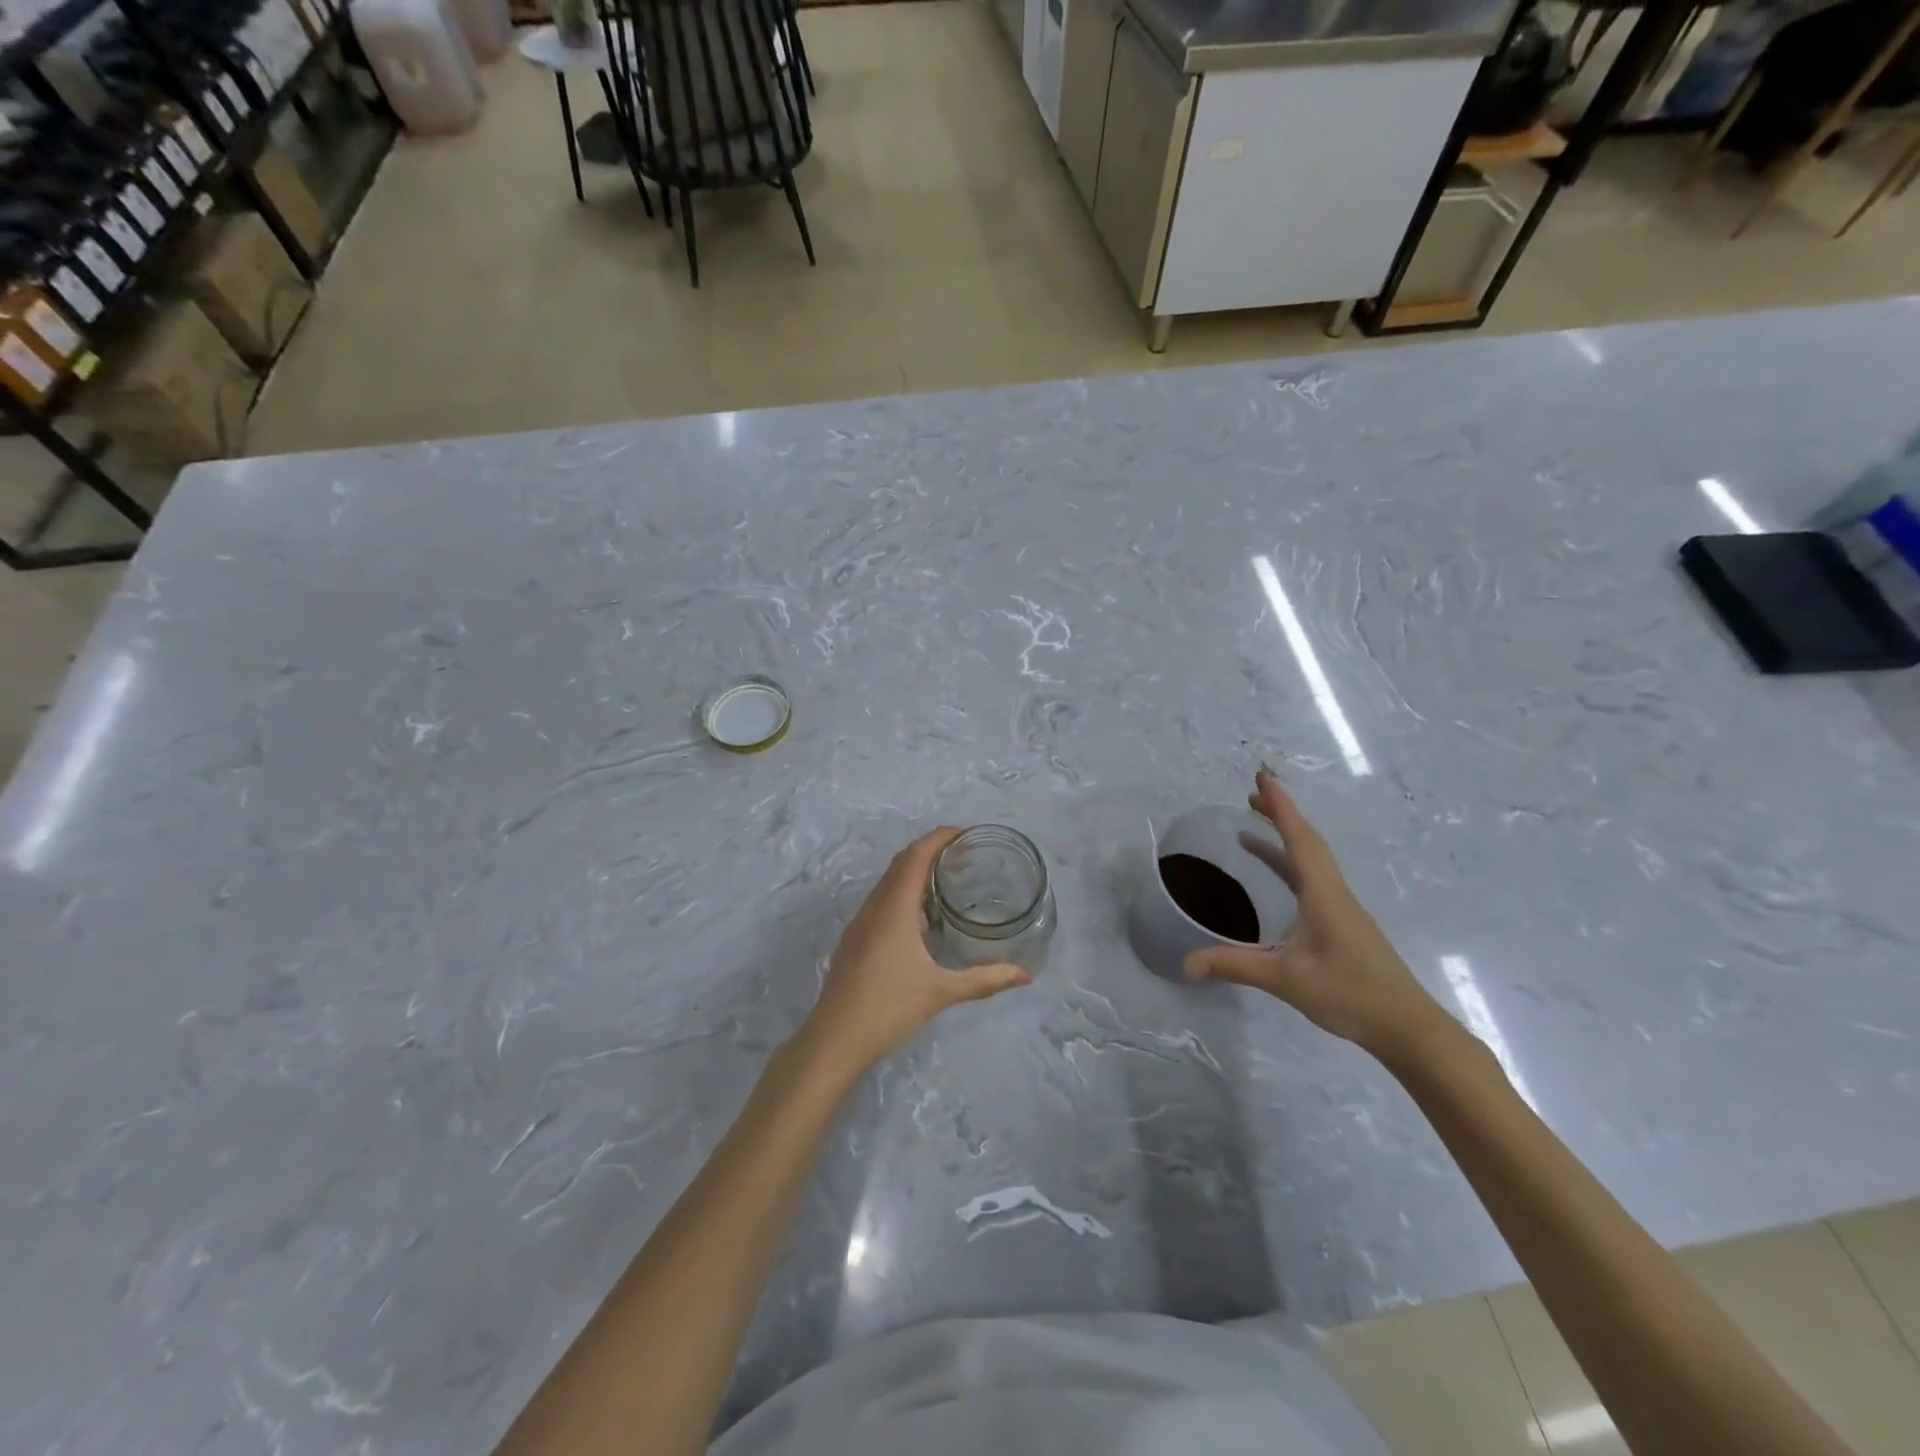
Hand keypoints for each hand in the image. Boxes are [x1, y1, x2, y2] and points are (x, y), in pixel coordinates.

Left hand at [798, 828, 1031, 1075]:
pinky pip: (881, 899)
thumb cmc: (889, 1007)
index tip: (968, 835)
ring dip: (916, 871)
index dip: (941, 837)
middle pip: (902, 861)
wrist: (834, 1038)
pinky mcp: (855, 938)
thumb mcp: (942, 992)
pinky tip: (921, 918)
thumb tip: (1025, 975)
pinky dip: (904, 892)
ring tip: (949, 880)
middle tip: (966, 856)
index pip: (917, 855)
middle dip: (932, 850)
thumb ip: (985, 980)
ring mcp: (861, 922)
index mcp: (894, 907)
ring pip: (889, 881)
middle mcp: (875, 906)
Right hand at [1184, 769, 1451, 1064]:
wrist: (1407, 1025)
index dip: (1280, 806)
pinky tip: (1279, 878)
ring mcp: (1342, 908)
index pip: (1299, 839)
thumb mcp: (1285, 978)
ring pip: (1311, 860)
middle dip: (1280, 815)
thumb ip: (1234, 966)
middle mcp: (1334, 892)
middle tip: (1250, 795)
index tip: (1262, 777)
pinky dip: (1290, 864)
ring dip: (1284, 839)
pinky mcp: (1344, 923)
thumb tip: (1186, 963)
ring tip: (1251, 831)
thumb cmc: (1348, 993)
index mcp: (1323, 893)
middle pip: (1307, 842)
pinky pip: (1313, 879)